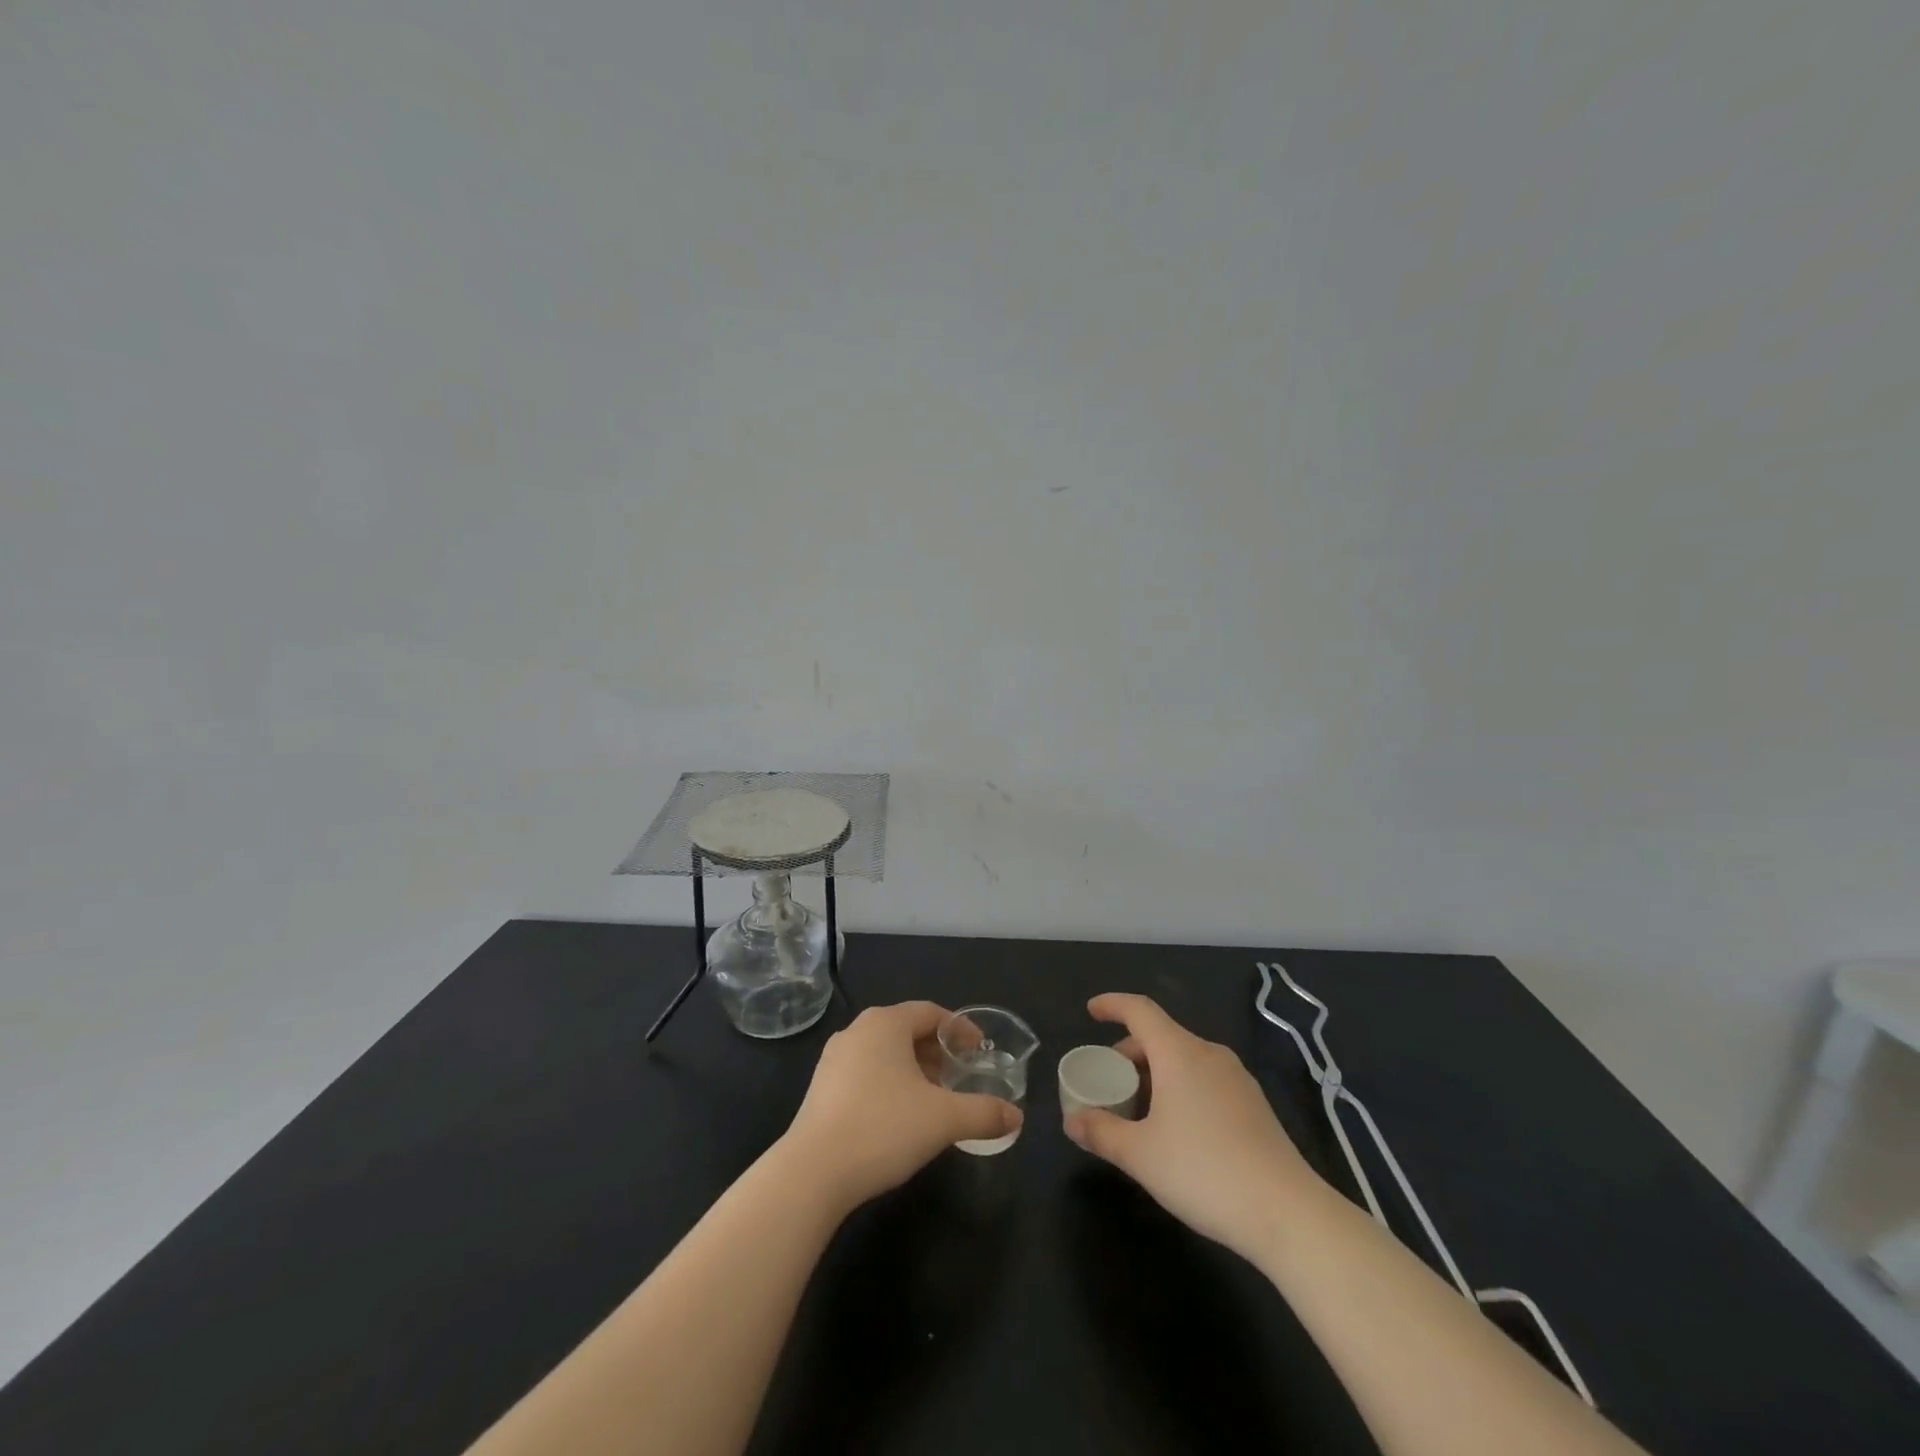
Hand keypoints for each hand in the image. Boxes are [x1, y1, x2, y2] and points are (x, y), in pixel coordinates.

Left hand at [782, 1001, 1023, 1213]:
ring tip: (934, 1098)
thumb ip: (984, 1113)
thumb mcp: (943, 1120)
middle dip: (937, 1051)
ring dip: (914, 1069)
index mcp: (885, 1023)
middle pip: (907, 1030)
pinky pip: (865, 1072)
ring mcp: (834, 1058)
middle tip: (961, 1076)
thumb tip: (1017, 1117)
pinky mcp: (821, 1087)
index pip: (931, 1012)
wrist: (813, 1172)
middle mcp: (858, 1030)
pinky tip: (900, 1116)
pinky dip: (890, 1083)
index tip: (980, 1051)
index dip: (960, 1029)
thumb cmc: (883, 1129)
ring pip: (885, 1052)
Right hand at [1063, 993, 1319, 1261]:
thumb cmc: (1204, 1171)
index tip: (1091, 1012)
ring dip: (1155, 1073)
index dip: (1112, 1004)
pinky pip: (1205, 1079)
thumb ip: (1101, 1132)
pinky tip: (1176, 1129)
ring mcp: (1237, 1078)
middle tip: (1109, 1082)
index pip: (1140, 1010)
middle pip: (1161, 1035)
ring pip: (1184, 1059)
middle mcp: (1209, 1054)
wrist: (1288, 1214)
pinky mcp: (1254, 1105)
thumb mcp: (1141, 1155)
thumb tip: (1072, 1121)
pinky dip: (1180, 1087)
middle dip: (1130, 1052)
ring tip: (1139, 1111)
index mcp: (1179, 1053)